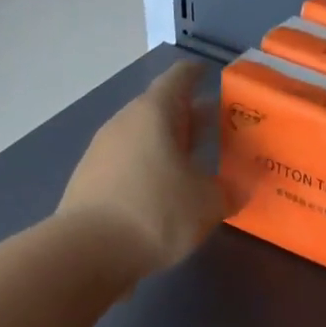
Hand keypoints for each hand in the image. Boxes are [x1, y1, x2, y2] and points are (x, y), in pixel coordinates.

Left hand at [58, 60, 234, 275]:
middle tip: (216, 127)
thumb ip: (228, 192)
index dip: (196, 74)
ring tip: (194, 165)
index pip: (179, 79)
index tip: (210, 75)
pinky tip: (164, 194)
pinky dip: (149, 171)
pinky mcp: (90, 182)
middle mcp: (124, 123)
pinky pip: (129, 166)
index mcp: (154, 113)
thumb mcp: (207, 204)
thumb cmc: (155, 213)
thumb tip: (238, 188)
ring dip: (168, 148)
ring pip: (143, 140)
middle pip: (160, 111)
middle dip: (188, 118)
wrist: (87, 252)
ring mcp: (102, 152)